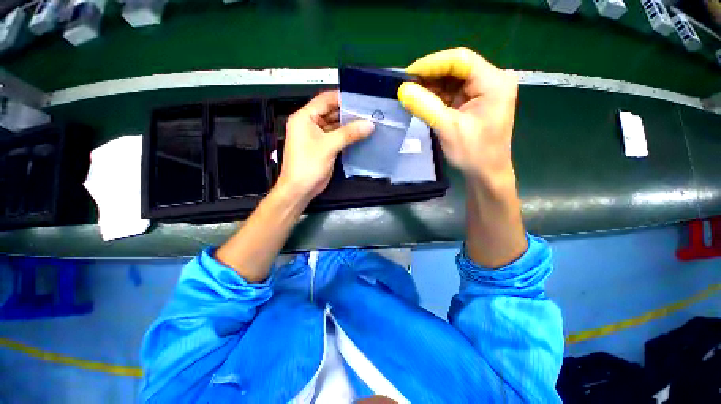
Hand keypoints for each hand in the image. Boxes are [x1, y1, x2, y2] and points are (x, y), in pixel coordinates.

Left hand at [278, 90, 374, 199]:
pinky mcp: (324, 147)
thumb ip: (349, 133)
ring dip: (349, 125)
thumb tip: (370, 124)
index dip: (343, 97)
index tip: (361, 99)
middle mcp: (310, 124)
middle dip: (349, 112)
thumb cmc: (308, 164)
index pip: (325, 99)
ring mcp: (317, 136)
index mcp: (304, 117)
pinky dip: (347, 136)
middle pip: (331, 112)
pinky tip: (361, 134)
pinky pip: (337, 137)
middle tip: (368, 112)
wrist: (300, 189)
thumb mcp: (329, 146)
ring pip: (335, 125)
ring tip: (368, 122)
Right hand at [397, 48, 518, 194]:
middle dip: (430, 76)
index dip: (432, 63)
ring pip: (452, 80)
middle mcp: (492, 80)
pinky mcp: (475, 101)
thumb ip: (426, 107)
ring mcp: (484, 91)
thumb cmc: (474, 153)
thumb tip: (402, 90)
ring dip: (431, 87)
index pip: (460, 60)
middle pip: (456, 68)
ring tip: (411, 94)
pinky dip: (437, 97)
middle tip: (406, 86)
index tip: (408, 74)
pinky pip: (453, 93)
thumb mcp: (448, 129)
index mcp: (494, 82)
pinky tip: (423, 101)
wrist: (486, 173)